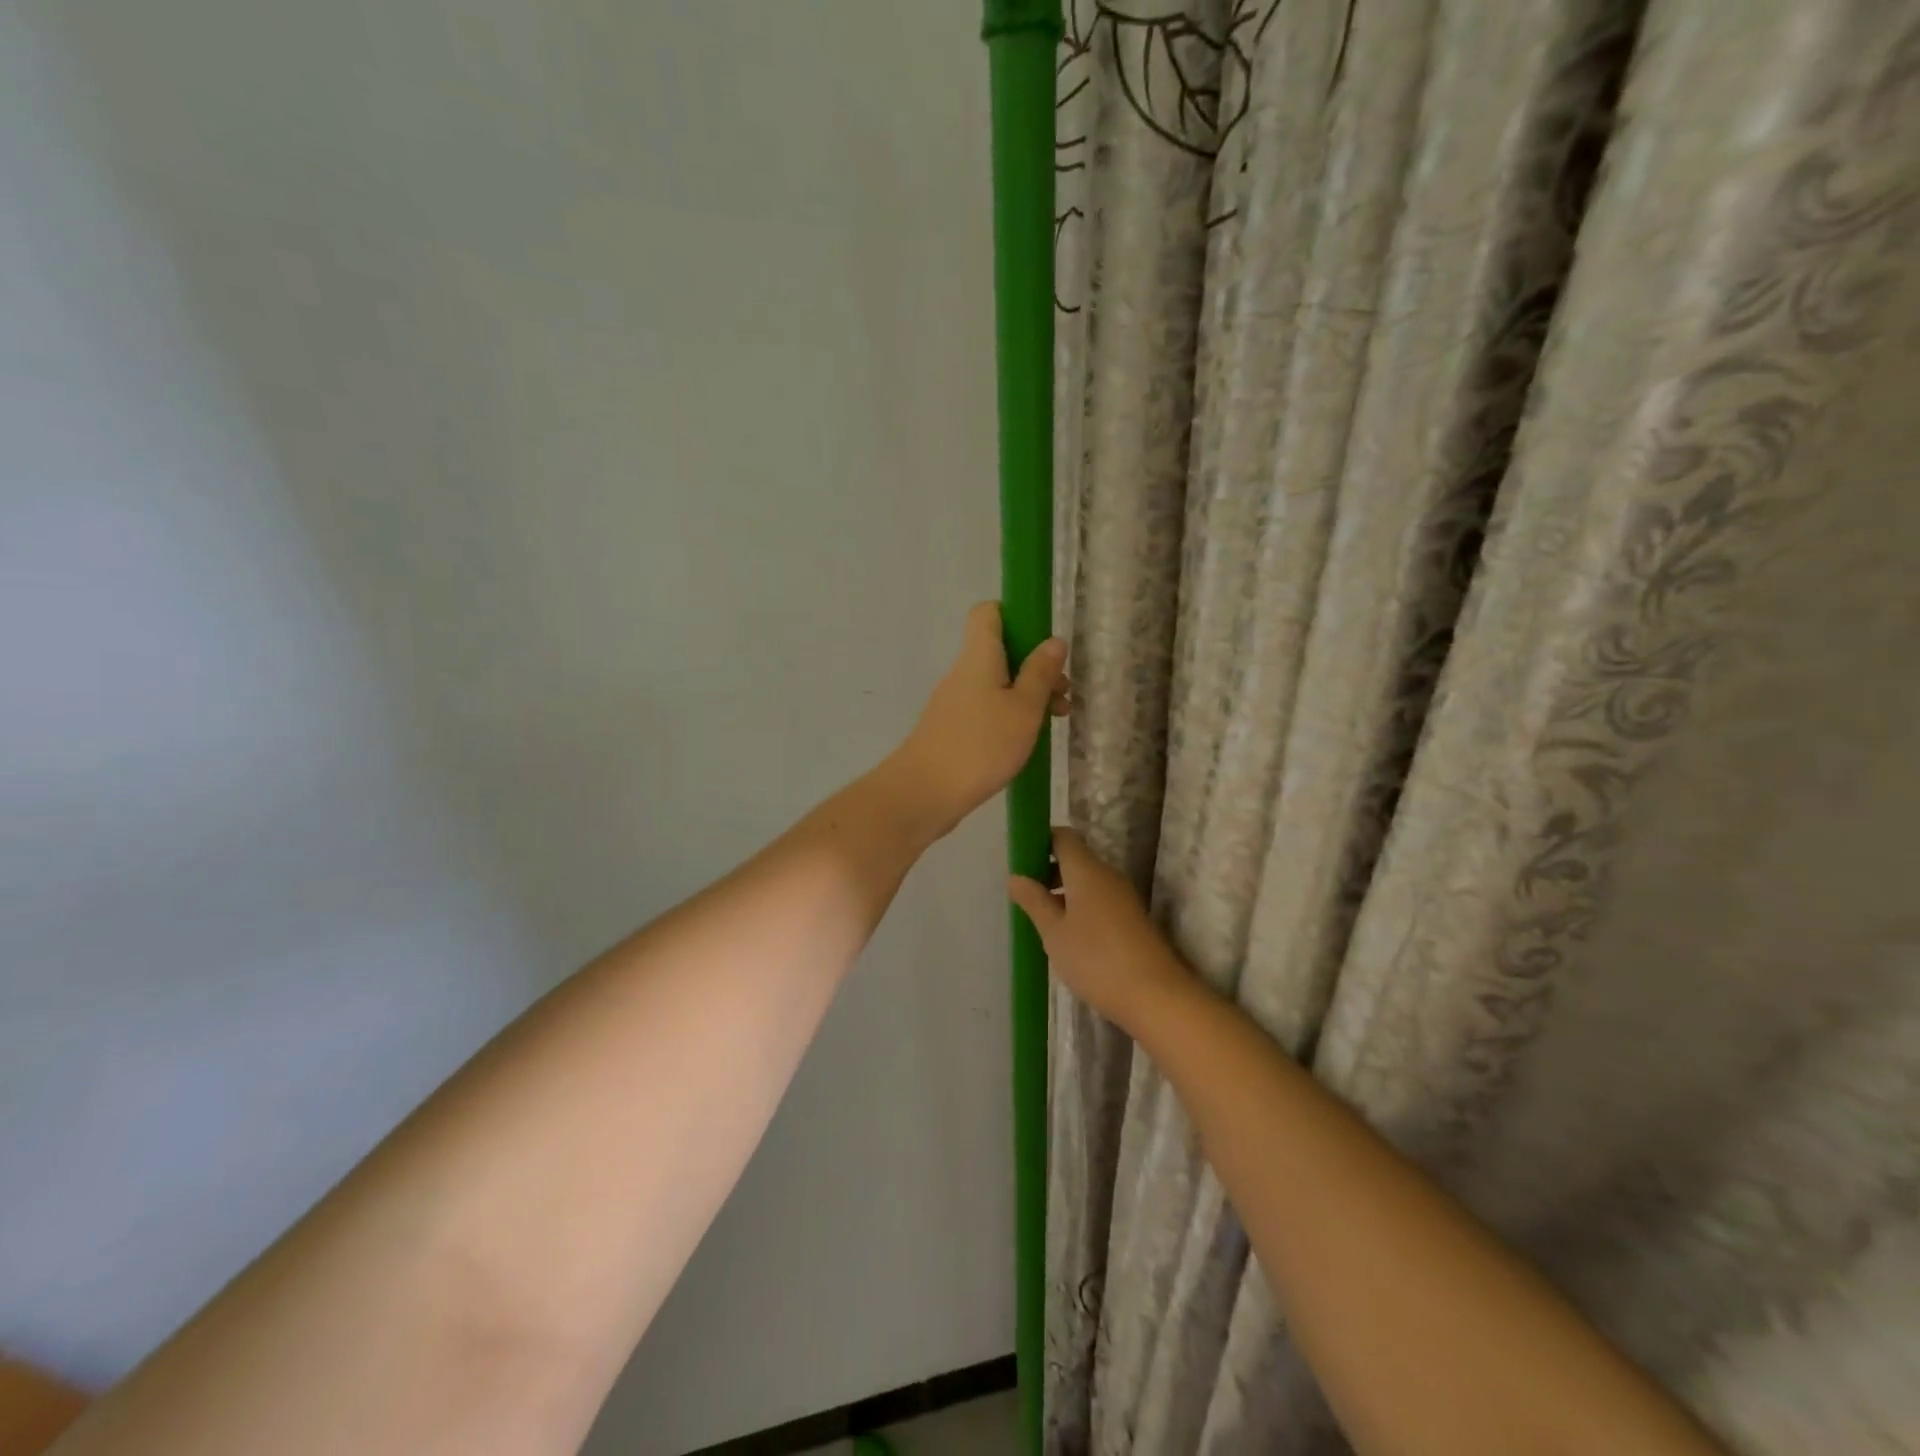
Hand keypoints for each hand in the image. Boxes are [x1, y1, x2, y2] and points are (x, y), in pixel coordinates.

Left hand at [892, 602, 1068, 835]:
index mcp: (979, 656)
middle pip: (1000, 651)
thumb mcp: (1023, 709)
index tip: (1044, 641)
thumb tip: (1053, 640)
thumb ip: (1040, 674)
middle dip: (1035, 666)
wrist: (924, 793)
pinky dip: (1009, 716)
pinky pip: (986, 709)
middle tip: (1063, 694)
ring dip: (1027, 695)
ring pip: (996, 683)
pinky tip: (1027, 742)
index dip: (1016, 616)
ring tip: (1056, 721)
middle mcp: (963, 673)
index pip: (988, 613)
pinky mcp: (952, 729)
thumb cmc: (981, 745)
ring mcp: (955, 702)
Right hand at [1008, 828, 1193, 1031]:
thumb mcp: (1054, 932)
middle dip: (1048, 871)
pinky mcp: (1132, 919)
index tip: (1020, 861)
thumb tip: (1015, 876)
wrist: (1155, 995)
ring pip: (1088, 882)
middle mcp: (1107, 875)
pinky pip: (1100, 900)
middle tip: (1025, 895)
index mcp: (1086, 870)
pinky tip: (1068, 936)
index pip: (1062, 837)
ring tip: (1042, 920)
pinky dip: (1080, 908)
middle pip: (1075, 859)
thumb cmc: (1095, 958)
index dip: (1040, 842)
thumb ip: (1034, 901)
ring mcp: (1123, 897)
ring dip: (1064, 892)